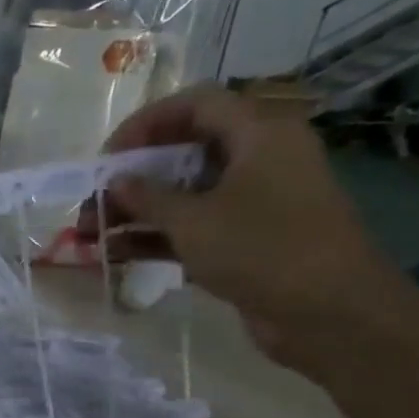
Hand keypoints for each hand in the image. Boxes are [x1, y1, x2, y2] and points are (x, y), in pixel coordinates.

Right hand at [88, 86, 407, 371]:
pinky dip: (155, 237)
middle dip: (131, 178)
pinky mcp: (246, 240)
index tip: (107, 157)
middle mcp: (258, 159)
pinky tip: (115, 254)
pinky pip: (192, 228)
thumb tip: (115, 182)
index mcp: (258, 134)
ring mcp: (253, 202)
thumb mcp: (194, 220)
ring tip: (90, 236)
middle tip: (91, 204)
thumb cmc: (263, 248)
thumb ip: (148, 198)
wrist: (328, 311)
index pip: (195, 106)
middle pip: (183, 153)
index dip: (146, 124)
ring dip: (135, 213)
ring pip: (183, 195)